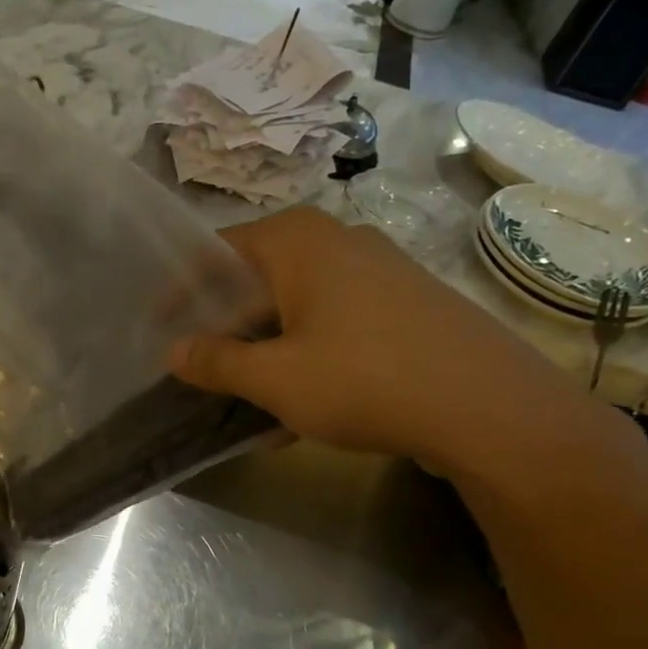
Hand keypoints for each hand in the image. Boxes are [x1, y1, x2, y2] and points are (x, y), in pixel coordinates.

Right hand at [168, 207, 619, 481]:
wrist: (489, 408)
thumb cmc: (364, 379)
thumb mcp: (274, 378)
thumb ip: (216, 362)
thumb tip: (174, 351)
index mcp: (299, 241)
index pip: (218, 251)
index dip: (182, 289)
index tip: (158, 327)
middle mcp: (339, 240)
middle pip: (258, 277)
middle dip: (224, 325)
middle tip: (198, 364)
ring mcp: (380, 271)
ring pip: (297, 305)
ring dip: (264, 347)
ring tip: (243, 394)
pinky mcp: (407, 305)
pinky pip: (334, 323)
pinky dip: (305, 355)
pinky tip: (299, 404)